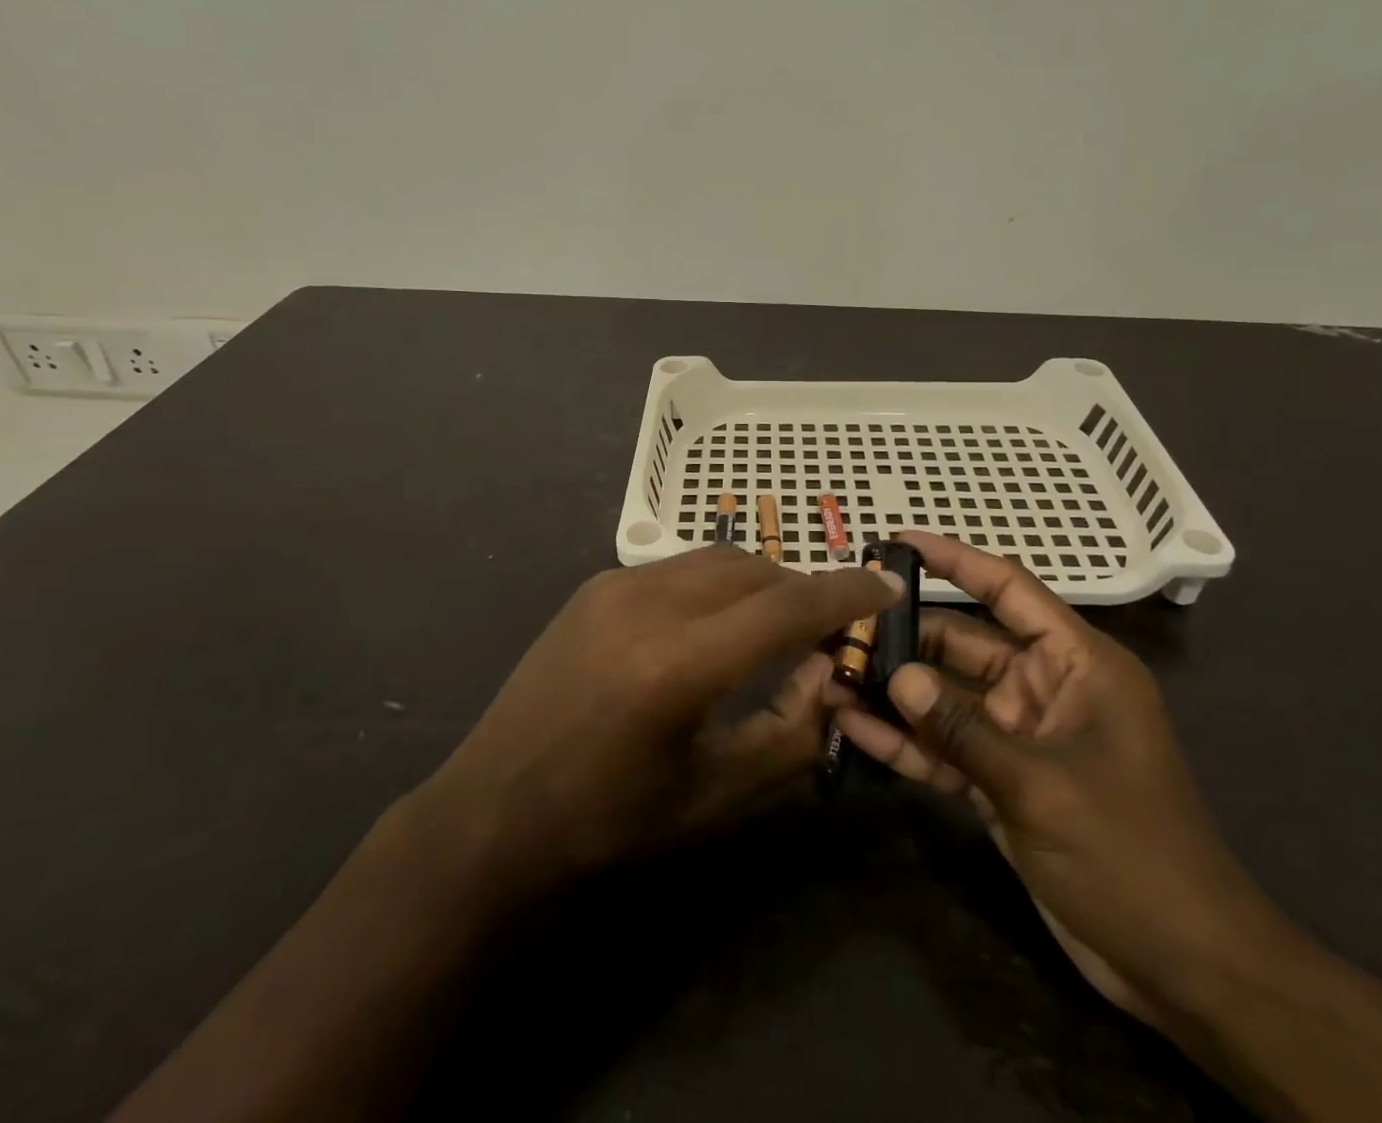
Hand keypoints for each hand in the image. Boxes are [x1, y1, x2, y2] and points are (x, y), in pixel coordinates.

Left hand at [421, 547, 900, 901]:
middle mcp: (648, 603)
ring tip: (780, 621)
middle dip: (804, 588)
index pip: (786, 607)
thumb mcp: (714, 795)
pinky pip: (679, 567)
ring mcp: (615, 585)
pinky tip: (718, 622)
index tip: (886, 586)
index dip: (845, 594)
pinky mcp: (595, 584)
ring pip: (718, 559)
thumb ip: (789, 731)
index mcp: (679, 665)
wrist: (495, 806)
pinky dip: (718, 583)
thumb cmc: (610, 821)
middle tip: (832, 623)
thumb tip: (832, 672)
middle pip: (756, 570)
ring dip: (762, 581)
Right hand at [831, 532, 1289, 1028]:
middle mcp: (1044, 687)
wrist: (1184, 967)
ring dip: (896, 692)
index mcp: (1076, 664)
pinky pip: (947, 747)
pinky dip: (908, 741)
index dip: (954, 559)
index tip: (898, 542)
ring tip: (831, 676)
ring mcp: (1020, 735)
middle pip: (962, 644)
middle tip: (839, 627)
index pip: (1008, 589)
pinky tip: (853, 730)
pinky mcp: (1002, 779)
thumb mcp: (1041, 785)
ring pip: (946, 697)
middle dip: (904, 637)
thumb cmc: (1130, 855)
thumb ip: (962, 729)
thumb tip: (895, 676)